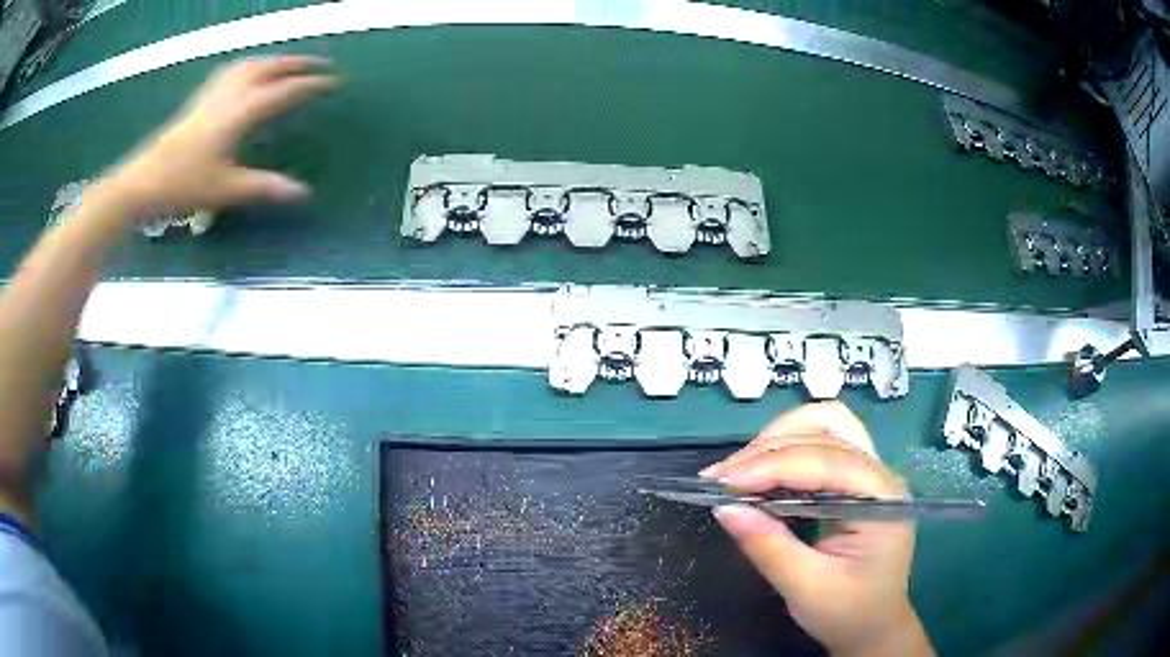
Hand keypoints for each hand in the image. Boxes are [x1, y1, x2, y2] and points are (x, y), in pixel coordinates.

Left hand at [107, 56, 339, 216]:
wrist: (141, 182)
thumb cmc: (182, 185)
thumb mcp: (225, 190)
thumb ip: (264, 187)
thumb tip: (303, 194)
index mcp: (239, 113)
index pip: (284, 91)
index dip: (311, 84)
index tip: (336, 80)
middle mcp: (229, 95)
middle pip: (269, 67)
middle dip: (297, 63)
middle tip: (320, 65)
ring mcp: (212, 95)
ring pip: (250, 65)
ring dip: (274, 61)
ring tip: (289, 66)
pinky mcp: (199, 101)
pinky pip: (232, 71)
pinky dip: (251, 66)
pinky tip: (249, 75)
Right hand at [702, 401, 932, 656]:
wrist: (872, 626)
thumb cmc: (848, 612)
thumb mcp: (806, 589)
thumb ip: (769, 547)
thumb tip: (724, 509)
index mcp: (881, 499)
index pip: (827, 462)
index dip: (773, 465)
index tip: (723, 482)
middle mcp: (879, 474)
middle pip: (827, 430)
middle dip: (770, 448)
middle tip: (722, 477)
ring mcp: (868, 473)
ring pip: (825, 425)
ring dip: (778, 439)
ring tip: (737, 469)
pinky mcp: (853, 480)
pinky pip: (820, 443)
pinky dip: (785, 448)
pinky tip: (759, 469)